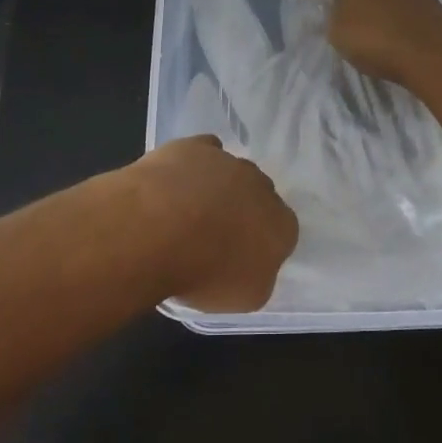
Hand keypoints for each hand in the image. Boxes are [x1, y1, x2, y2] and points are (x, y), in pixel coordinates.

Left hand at [132, 135, 298, 311]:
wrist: (158, 230)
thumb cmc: (205, 273)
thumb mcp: (245, 297)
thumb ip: (259, 276)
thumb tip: (252, 263)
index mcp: (282, 225)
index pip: (283, 232)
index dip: (261, 245)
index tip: (239, 258)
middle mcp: (262, 187)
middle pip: (258, 196)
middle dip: (242, 211)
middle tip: (214, 236)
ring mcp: (229, 162)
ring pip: (231, 172)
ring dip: (217, 188)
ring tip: (186, 213)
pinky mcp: (195, 146)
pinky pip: (204, 150)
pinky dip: (195, 164)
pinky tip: (177, 181)